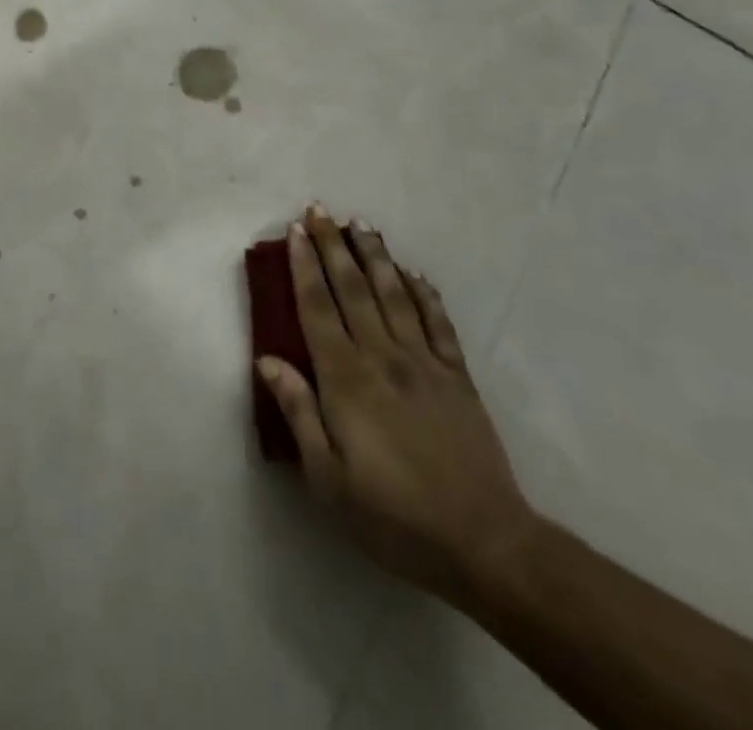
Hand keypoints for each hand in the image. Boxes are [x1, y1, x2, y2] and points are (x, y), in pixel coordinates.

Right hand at [257, 204, 538, 603]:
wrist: (484, 543)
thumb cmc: (393, 516)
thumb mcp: (328, 479)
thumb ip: (298, 413)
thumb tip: (267, 360)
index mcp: (346, 379)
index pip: (317, 307)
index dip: (305, 265)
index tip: (295, 231)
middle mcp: (383, 356)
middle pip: (353, 288)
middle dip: (334, 245)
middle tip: (319, 209)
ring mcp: (425, 362)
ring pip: (394, 294)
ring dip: (375, 255)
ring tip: (360, 223)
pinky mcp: (458, 376)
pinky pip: (438, 322)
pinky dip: (423, 292)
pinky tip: (413, 273)